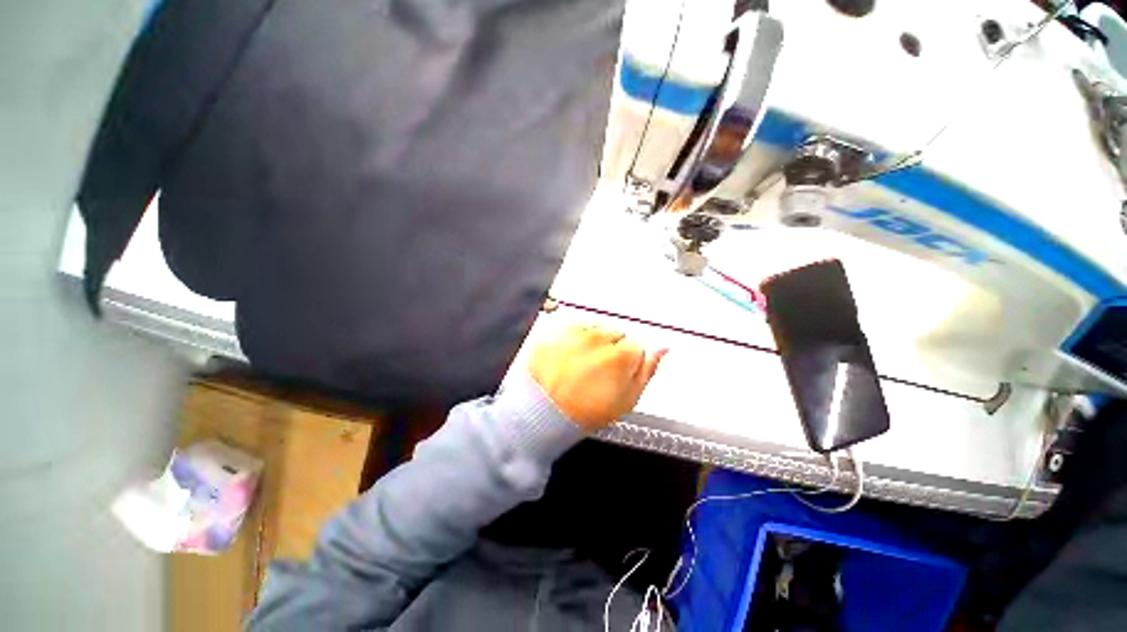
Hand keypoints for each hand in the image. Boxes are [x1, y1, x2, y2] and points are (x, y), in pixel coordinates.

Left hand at [528, 324, 666, 431]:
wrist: (544, 410)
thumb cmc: (586, 410)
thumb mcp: (627, 399)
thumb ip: (648, 370)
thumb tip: (663, 349)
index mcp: (621, 355)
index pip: (637, 347)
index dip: (629, 364)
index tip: (618, 376)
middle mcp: (600, 338)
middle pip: (617, 335)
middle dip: (614, 350)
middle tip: (600, 372)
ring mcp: (577, 333)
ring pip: (598, 329)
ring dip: (595, 342)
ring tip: (583, 365)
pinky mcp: (559, 331)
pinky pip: (576, 327)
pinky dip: (576, 338)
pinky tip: (571, 356)